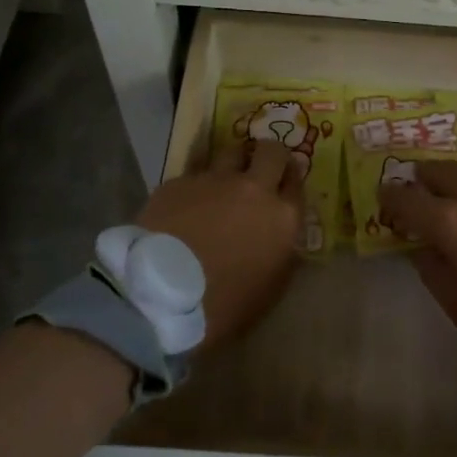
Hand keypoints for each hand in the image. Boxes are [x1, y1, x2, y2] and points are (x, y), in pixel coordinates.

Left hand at [135, 138, 303, 350]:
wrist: (160, 297)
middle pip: (271, 151)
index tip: (284, 183)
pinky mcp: (178, 181)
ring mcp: (214, 180)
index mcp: (282, 217)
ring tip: (222, 181)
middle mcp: (253, 188)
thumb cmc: (223, 306)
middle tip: (260, 166)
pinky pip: (194, 173)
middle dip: (269, 154)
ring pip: (230, 152)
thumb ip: (281, 254)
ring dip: (232, 163)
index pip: (297, 182)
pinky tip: (185, 203)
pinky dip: (195, 184)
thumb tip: (279, 237)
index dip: (291, 179)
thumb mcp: (269, 289)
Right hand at [378, 161, 456, 371]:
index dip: (391, 197)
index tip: (383, 196)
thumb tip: (423, 249)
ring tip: (454, 195)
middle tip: (417, 187)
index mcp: (453, 223)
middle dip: (423, 177)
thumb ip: (435, 272)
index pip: (408, 199)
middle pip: (441, 171)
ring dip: (456, 180)